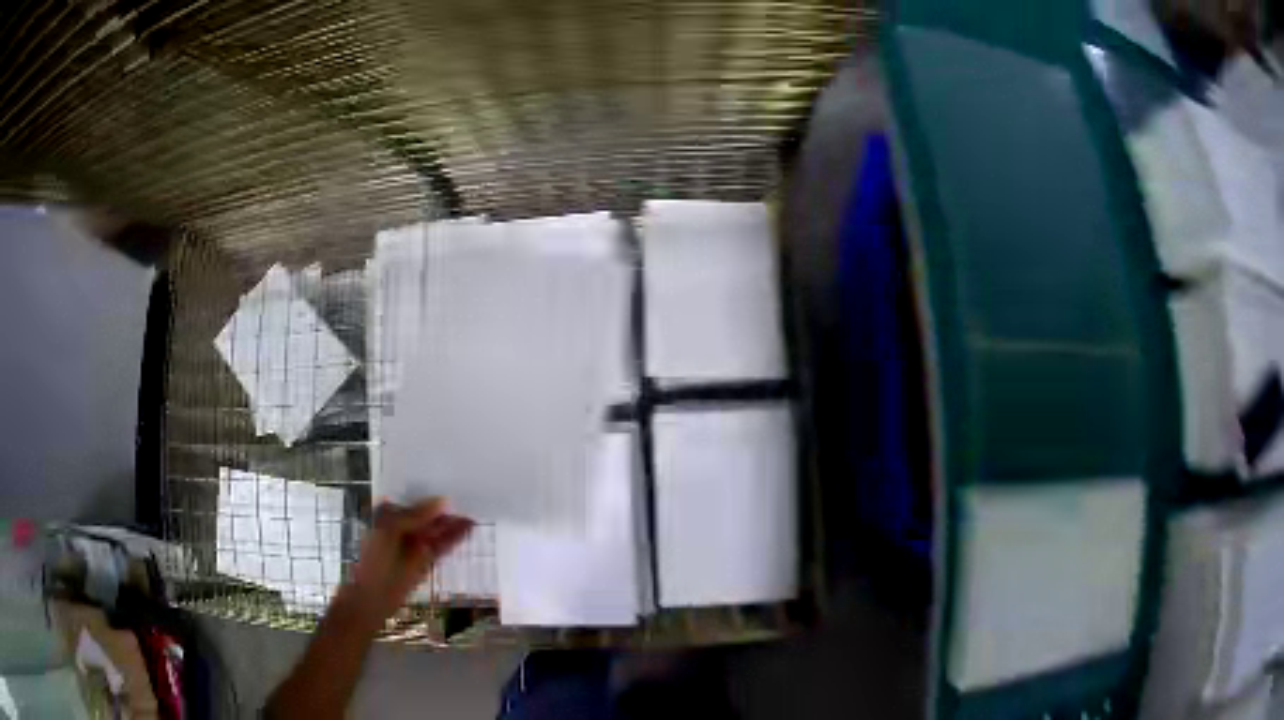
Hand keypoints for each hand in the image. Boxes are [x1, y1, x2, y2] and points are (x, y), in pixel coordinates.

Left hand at [339, 498, 473, 625]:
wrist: (374, 595)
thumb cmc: (376, 559)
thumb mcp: (391, 529)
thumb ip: (415, 515)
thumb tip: (442, 501)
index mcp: (389, 516)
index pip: (410, 499)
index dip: (426, 491)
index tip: (445, 479)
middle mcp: (403, 528)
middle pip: (426, 515)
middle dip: (443, 508)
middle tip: (466, 494)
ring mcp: (416, 545)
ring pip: (436, 530)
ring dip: (452, 523)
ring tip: (472, 512)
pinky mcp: (427, 560)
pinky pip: (442, 545)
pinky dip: (454, 538)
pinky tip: (468, 528)